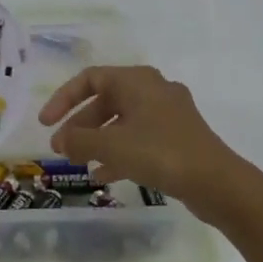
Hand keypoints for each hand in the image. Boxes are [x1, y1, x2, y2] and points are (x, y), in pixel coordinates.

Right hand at [39, 65, 252, 222]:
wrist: (216, 182)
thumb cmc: (159, 153)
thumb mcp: (110, 145)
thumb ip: (78, 139)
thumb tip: (61, 140)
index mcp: (137, 81)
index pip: (89, 79)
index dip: (62, 99)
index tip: (46, 123)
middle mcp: (153, 90)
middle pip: (105, 102)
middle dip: (79, 126)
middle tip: (61, 149)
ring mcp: (168, 115)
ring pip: (121, 123)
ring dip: (96, 141)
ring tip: (78, 163)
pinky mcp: (177, 139)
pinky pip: (138, 139)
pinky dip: (118, 153)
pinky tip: (104, 176)